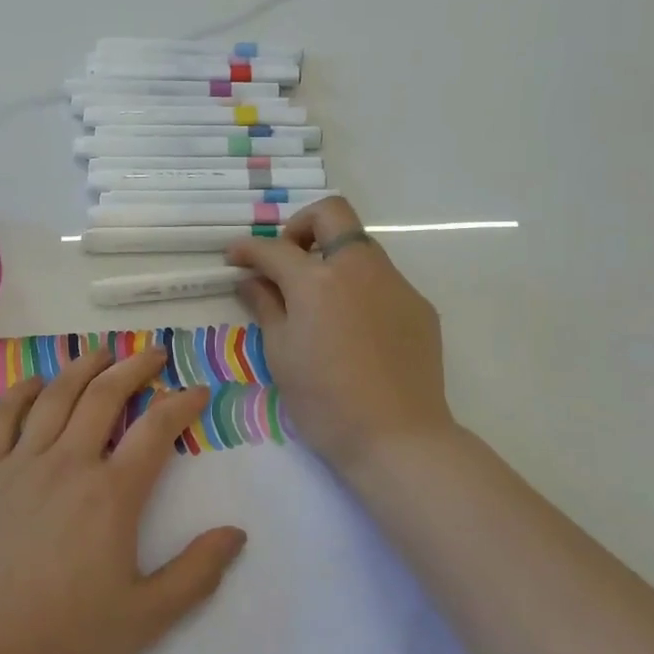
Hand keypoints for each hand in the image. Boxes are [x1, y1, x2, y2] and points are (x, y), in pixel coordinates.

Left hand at [0, 347, 247, 653]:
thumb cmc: (65, 639)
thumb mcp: (145, 619)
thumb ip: (196, 574)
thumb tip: (237, 533)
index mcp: (111, 495)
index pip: (156, 430)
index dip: (182, 403)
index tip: (197, 391)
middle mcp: (68, 464)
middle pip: (106, 396)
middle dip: (136, 368)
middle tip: (155, 354)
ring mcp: (20, 464)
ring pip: (57, 396)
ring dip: (84, 366)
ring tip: (104, 352)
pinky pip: (3, 416)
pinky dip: (23, 391)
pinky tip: (39, 381)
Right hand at [227, 197, 454, 475]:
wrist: (397, 438)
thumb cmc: (325, 401)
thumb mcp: (281, 354)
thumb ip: (266, 306)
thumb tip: (251, 280)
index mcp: (317, 280)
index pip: (274, 248)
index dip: (248, 249)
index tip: (235, 258)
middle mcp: (359, 268)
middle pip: (332, 214)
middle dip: (301, 226)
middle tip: (287, 259)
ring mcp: (395, 284)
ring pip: (360, 247)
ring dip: (332, 257)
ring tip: (318, 300)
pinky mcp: (418, 306)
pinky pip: (383, 281)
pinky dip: (359, 288)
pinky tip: (353, 329)